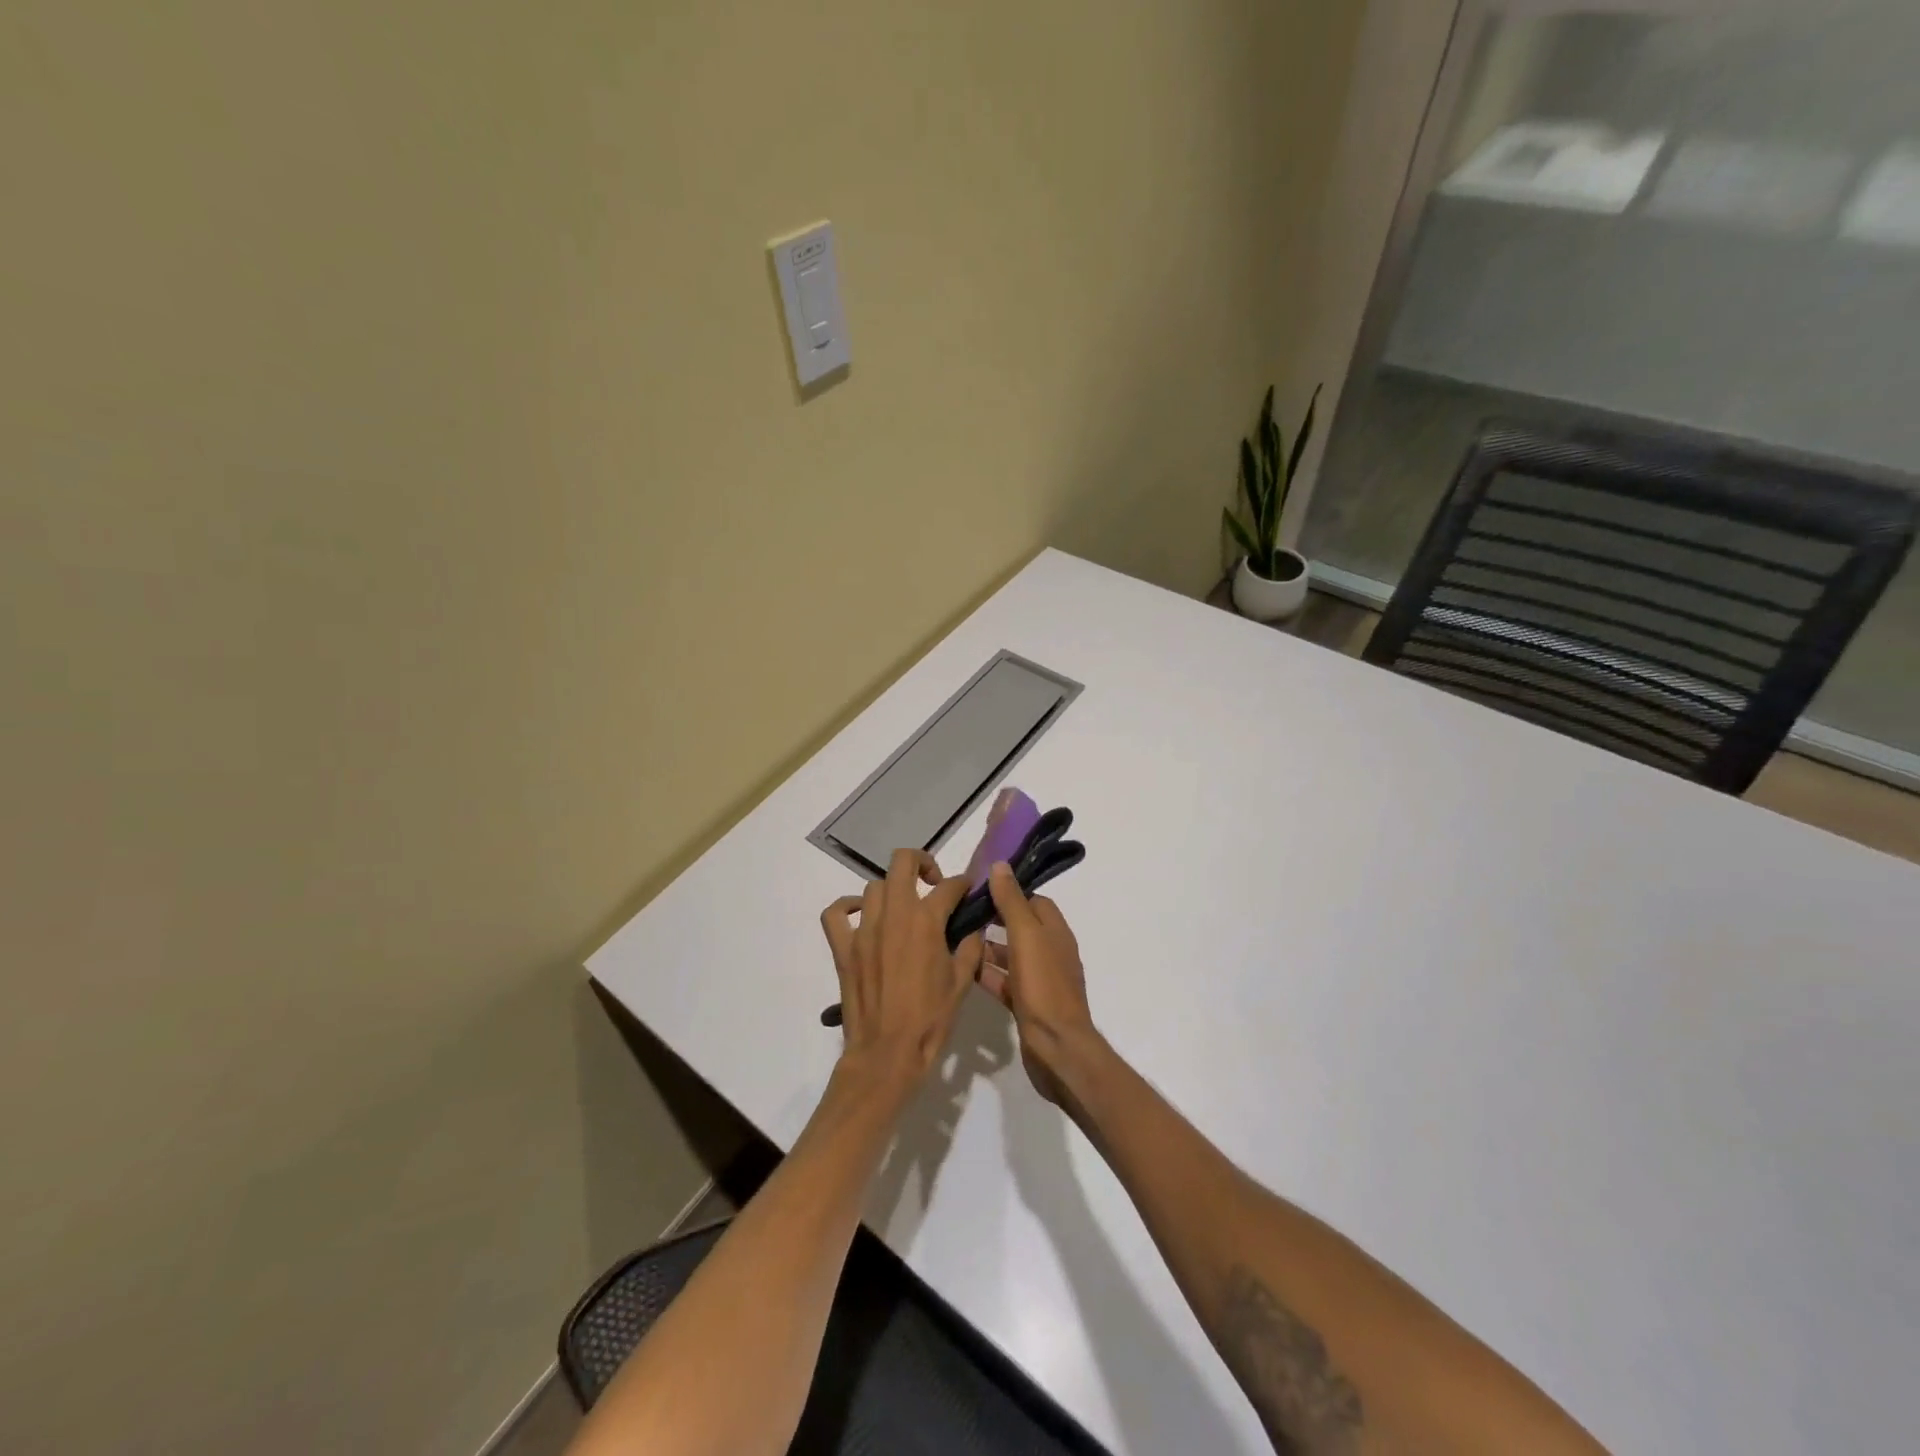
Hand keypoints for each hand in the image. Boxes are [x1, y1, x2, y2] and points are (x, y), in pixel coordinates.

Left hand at [820, 849, 983, 1087]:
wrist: (887, 1054)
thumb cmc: (930, 1020)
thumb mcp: (962, 983)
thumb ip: (970, 948)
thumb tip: (973, 929)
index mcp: (926, 922)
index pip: (948, 886)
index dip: (962, 884)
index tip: (967, 890)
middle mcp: (893, 915)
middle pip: (902, 862)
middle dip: (922, 863)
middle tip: (932, 882)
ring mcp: (863, 930)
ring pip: (874, 887)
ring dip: (892, 891)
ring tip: (903, 910)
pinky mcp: (843, 948)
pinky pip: (835, 914)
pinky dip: (846, 907)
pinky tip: (861, 916)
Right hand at [980, 863, 1099, 1106]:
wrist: (1057, 1048)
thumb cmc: (1044, 986)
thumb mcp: (1026, 936)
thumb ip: (1011, 902)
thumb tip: (1000, 865)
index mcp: (1056, 932)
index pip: (1034, 901)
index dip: (1009, 892)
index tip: (979, 887)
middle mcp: (1051, 952)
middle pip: (1020, 927)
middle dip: (994, 918)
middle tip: (960, 912)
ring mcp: (1040, 981)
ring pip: (1010, 955)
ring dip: (987, 947)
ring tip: (954, 938)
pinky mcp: (1028, 1004)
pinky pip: (1004, 981)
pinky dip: (987, 974)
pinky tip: (963, 970)